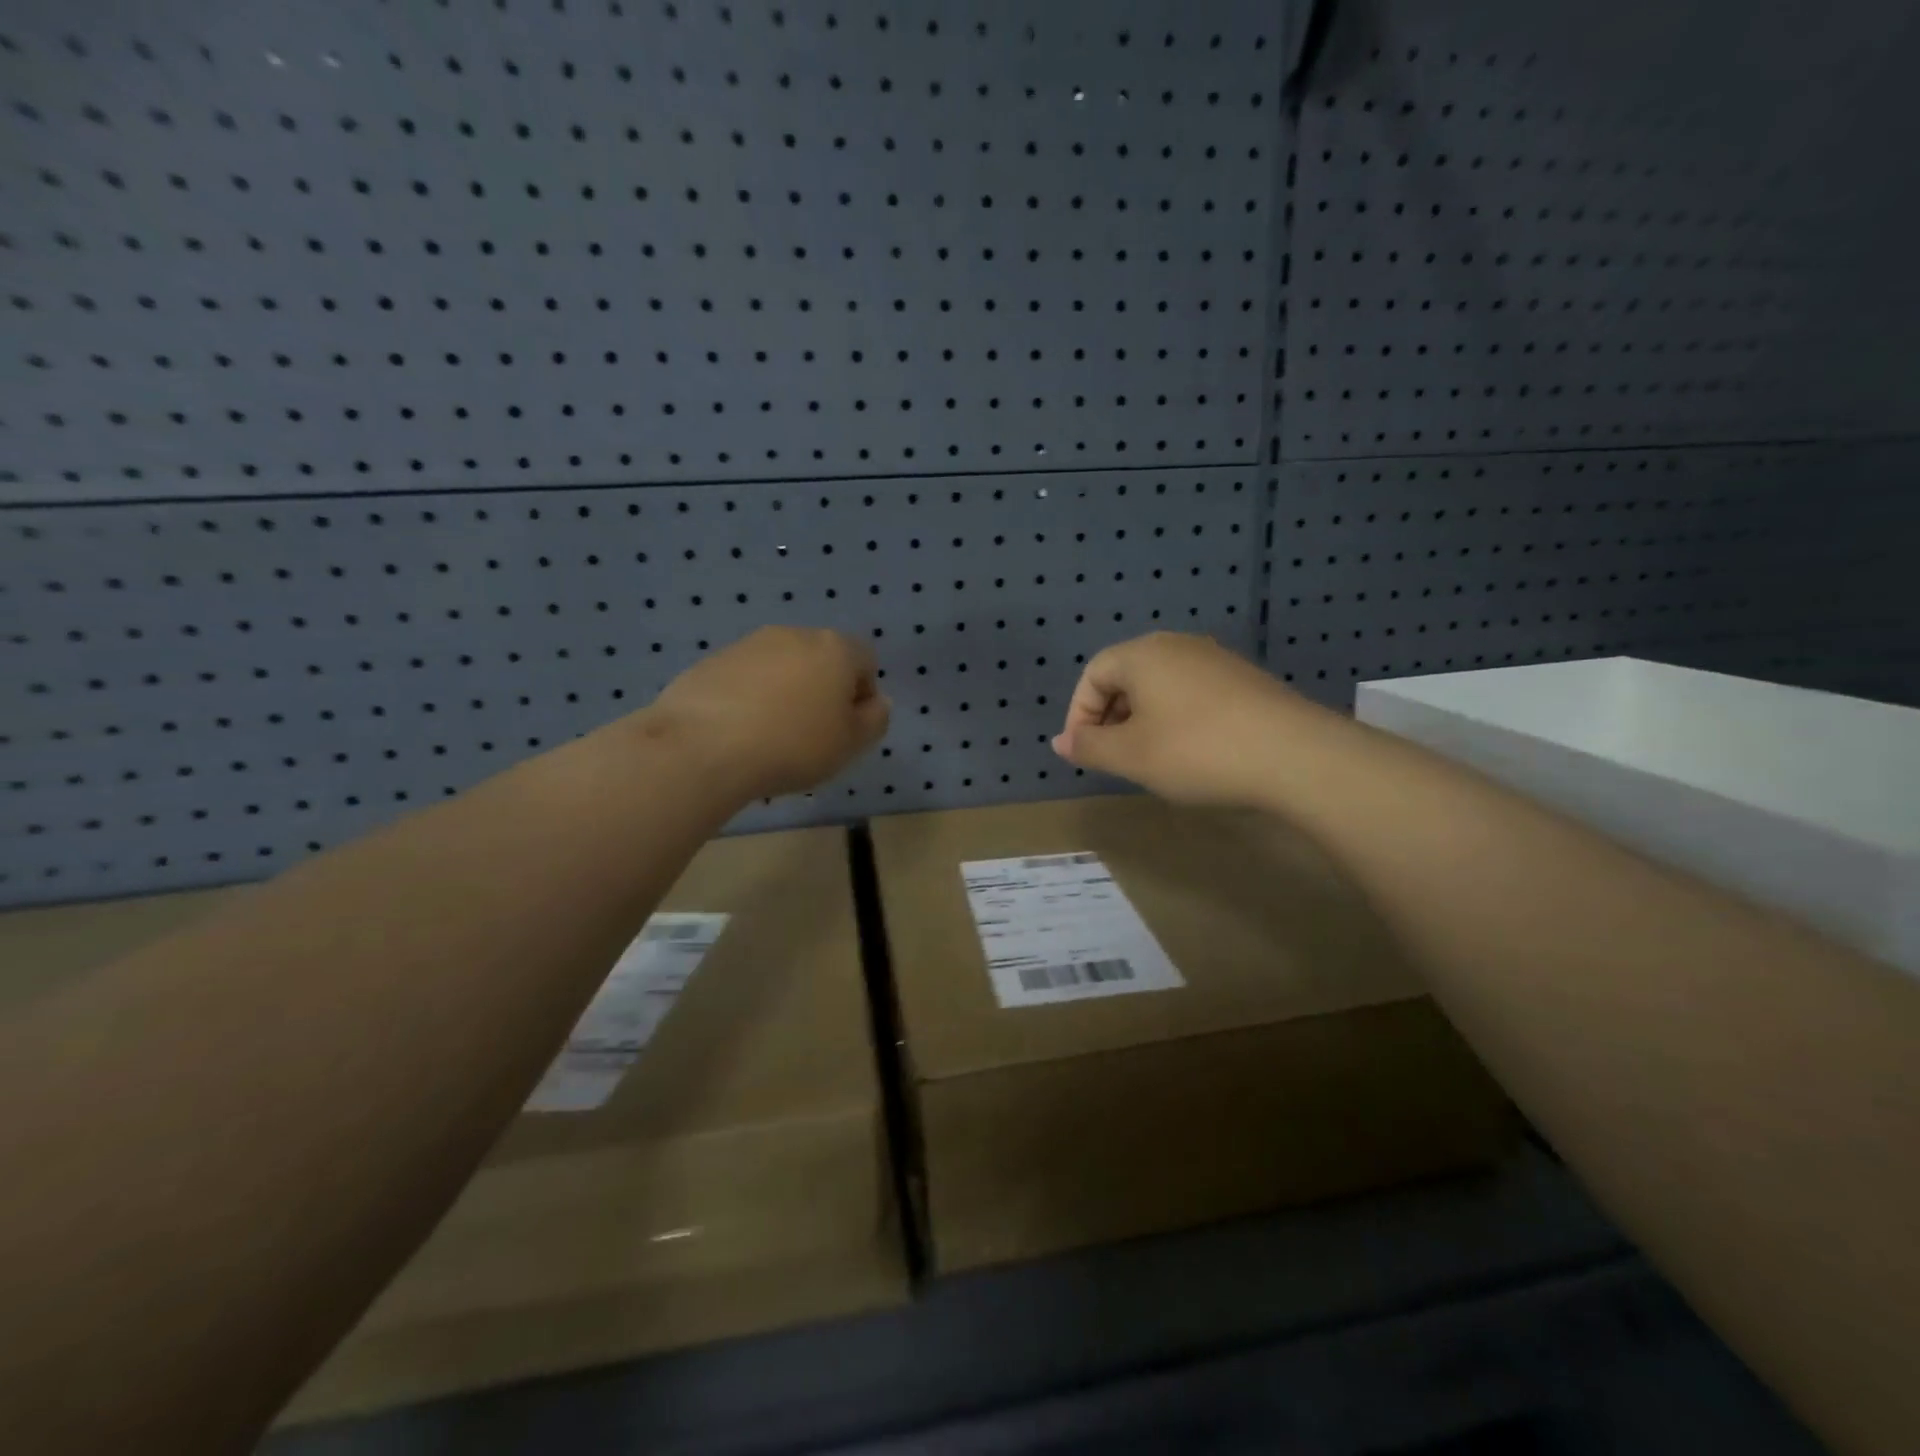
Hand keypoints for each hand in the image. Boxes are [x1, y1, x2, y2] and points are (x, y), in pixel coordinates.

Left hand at [649, 627, 890, 800]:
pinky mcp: (711, 662)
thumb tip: (876, 702)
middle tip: (812, 735)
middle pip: (821, 659)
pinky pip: (744, 680)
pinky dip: (749, 700)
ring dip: (784, 694)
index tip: (847, 728)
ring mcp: (748, 645)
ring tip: (771, 738)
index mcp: (835, 648)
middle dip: (822, 691)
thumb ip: (875, 720)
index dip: (862, 694)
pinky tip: (738, 735)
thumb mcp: (852, 744)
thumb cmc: (794, 745)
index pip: (865, 660)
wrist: (703, 747)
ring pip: (781, 668)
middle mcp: (793, 635)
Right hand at [1052, 633, 1303, 805]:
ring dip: (1142, 720)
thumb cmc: (1196, 751)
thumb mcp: (1130, 755)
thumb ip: (1089, 746)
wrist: (1294, 755)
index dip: (1078, 714)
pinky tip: (1191, 752)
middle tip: (1113, 758)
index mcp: (1142, 654)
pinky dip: (1176, 719)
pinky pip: (1191, 693)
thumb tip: (1061, 741)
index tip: (1083, 753)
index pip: (1093, 674)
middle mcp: (1177, 645)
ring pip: (1160, 686)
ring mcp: (1215, 659)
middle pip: (1126, 675)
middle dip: (1110, 717)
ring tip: (1149, 759)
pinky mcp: (1244, 679)